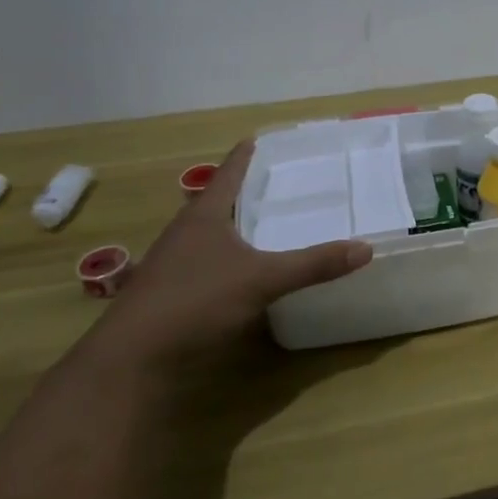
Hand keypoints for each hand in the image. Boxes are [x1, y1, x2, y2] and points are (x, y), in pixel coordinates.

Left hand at [87, 140, 371, 370]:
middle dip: (248, 191)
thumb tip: (366, 248)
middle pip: (219, 201)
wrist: (131, 361)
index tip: (262, 137)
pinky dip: (233, 258)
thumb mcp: (262, 280)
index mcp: (203, 216)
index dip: (246, 155)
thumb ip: (313, 264)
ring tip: (273, 222)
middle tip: (284, 181)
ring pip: (213, 234)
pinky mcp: (174, 294)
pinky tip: (251, 270)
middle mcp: (186, 233)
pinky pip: (211, 263)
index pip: (229, 172)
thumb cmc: (193, 302)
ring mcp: (175, 265)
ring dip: (239, 226)